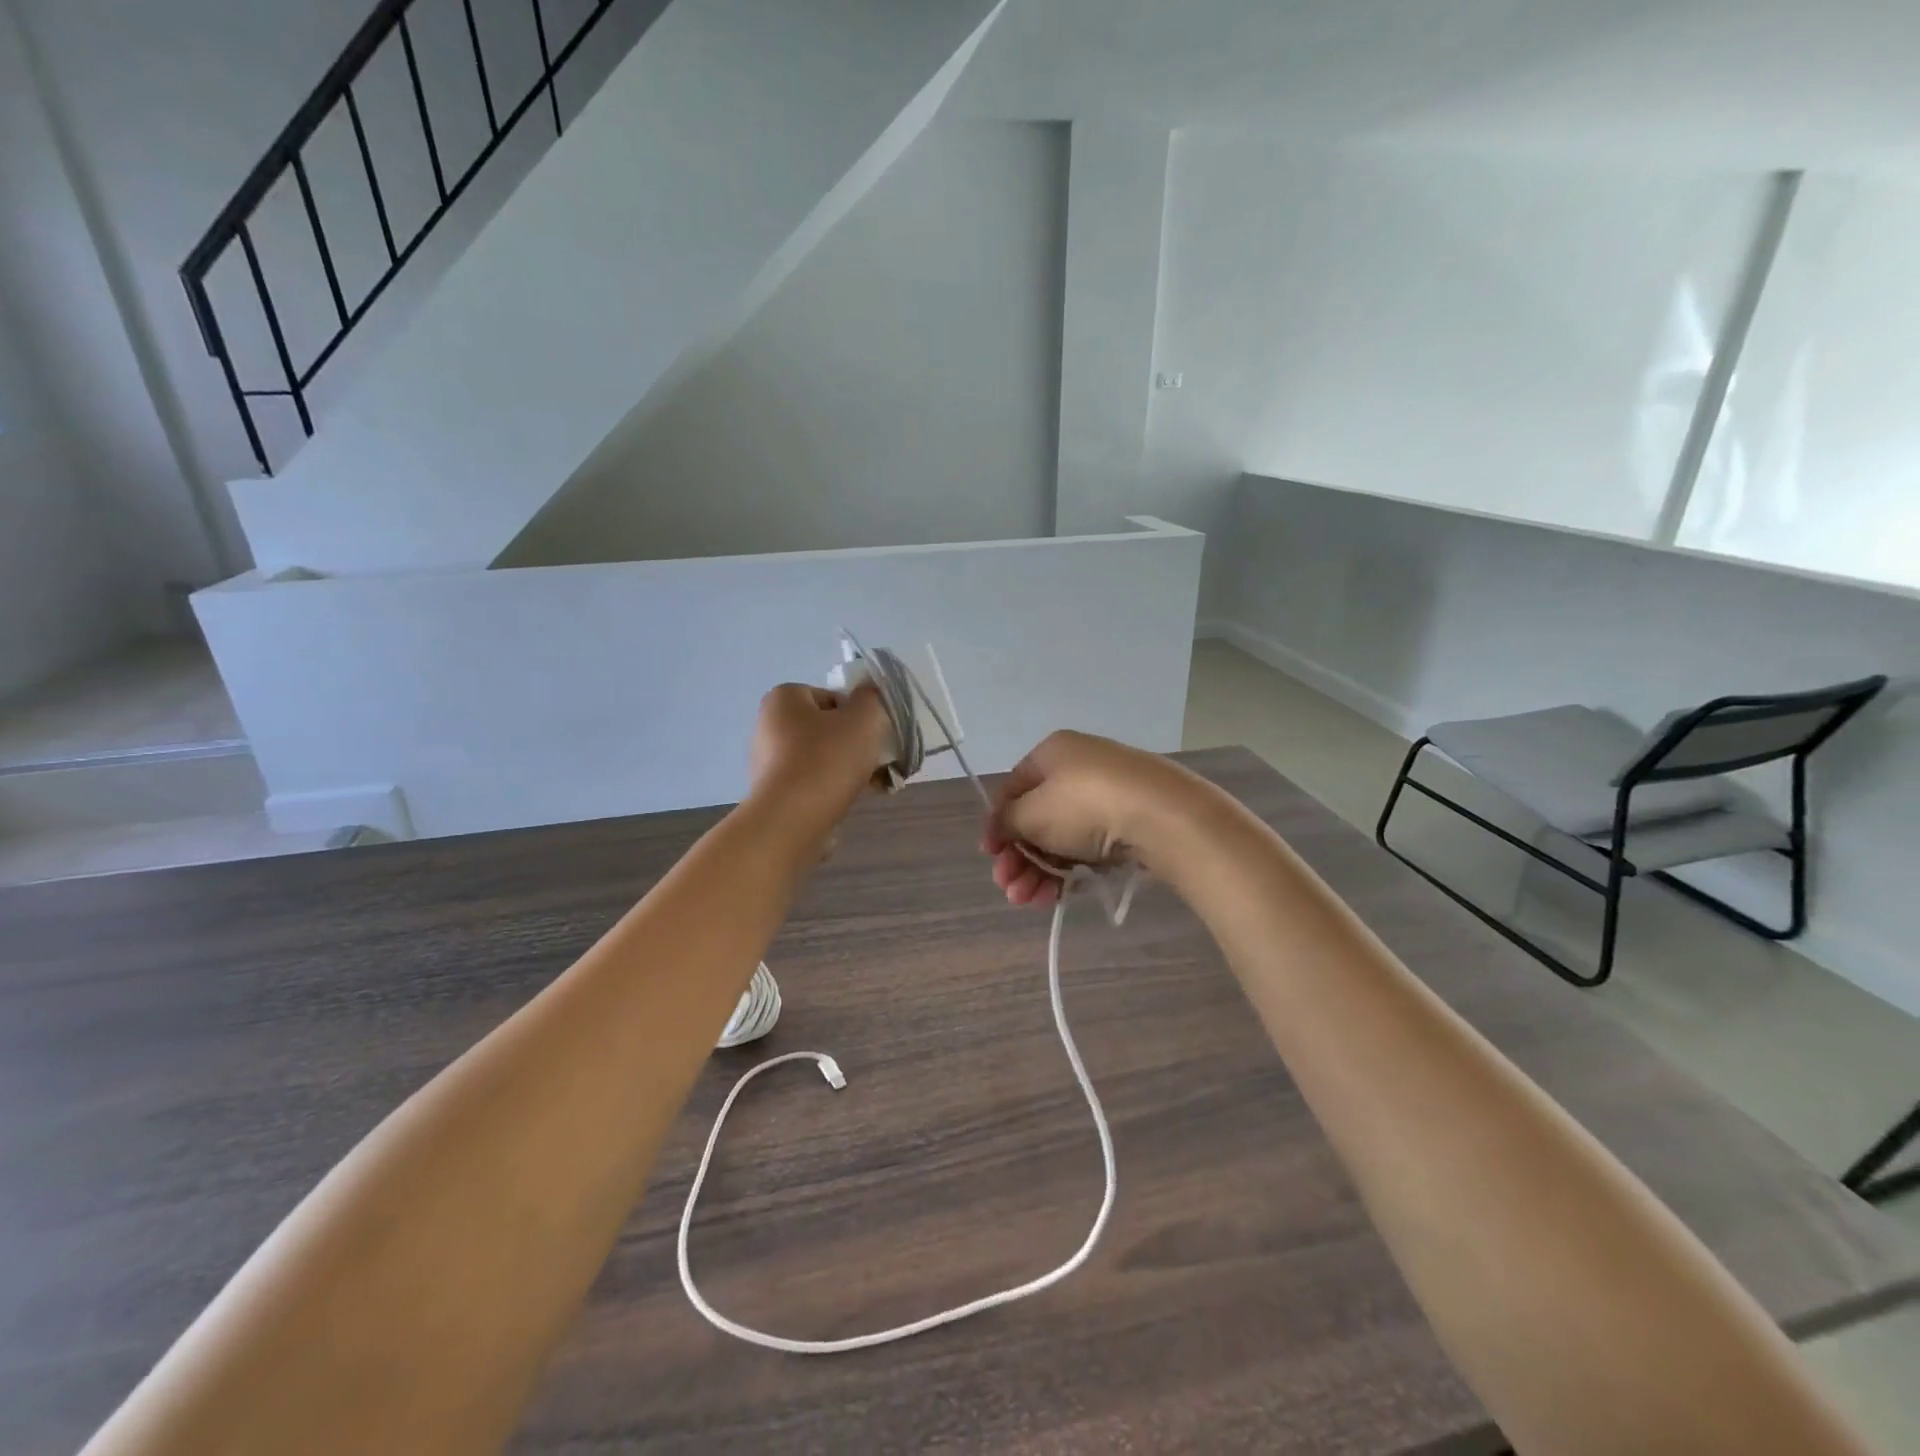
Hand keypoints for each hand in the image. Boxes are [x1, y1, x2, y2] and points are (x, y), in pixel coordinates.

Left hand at [749, 683, 890, 827]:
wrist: (791, 820)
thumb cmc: (827, 759)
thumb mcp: (864, 718)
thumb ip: (871, 699)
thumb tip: (868, 696)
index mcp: (783, 699)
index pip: (831, 698)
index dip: (857, 715)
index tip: (872, 735)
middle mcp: (768, 726)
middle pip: (826, 729)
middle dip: (854, 744)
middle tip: (876, 761)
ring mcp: (767, 762)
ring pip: (821, 758)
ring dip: (846, 769)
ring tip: (872, 785)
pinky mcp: (773, 794)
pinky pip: (811, 783)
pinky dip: (831, 789)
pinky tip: (851, 802)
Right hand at [983, 731, 1198, 907]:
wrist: (1164, 816)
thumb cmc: (1085, 805)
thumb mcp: (1032, 813)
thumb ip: (1008, 822)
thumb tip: (1001, 829)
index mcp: (1053, 753)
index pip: (1013, 788)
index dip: (997, 823)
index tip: (990, 856)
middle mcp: (1079, 767)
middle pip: (1037, 817)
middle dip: (1019, 857)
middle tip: (1009, 888)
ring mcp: (1109, 795)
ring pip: (1063, 837)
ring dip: (1039, 871)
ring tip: (1029, 901)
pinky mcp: (1132, 822)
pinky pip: (1090, 847)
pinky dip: (1070, 870)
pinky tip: (1057, 896)